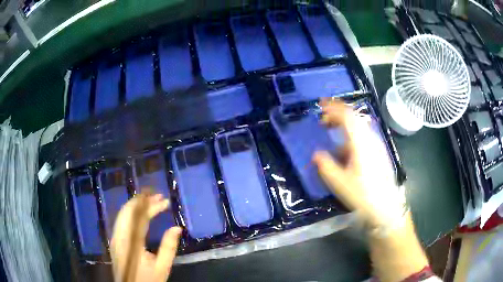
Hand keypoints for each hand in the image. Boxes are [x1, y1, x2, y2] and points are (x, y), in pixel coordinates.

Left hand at [111, 192, 181, 281]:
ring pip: (123, 213)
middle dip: (142, 201)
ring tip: (150, 201)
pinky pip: (121, 220)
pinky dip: (131, 212)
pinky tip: (139, 212)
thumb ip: (169, 247)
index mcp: (132, 243)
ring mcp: (115, 237)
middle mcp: (119, 236)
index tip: (164, 200)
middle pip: (128, 211)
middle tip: (157, 196)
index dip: (152, 206)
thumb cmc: (148, 280)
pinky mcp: (115, 240)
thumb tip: (177, 227)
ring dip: (136, 205)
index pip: (140, 217)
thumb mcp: (162, 267)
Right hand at [313, 100, 428, 281]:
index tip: (320, 106)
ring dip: (344, 125)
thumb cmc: (364, 196)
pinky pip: (363, 138)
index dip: (333, 108)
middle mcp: (371, 140)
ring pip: (359, 127)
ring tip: (331, 130)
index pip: (347, 116)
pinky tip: (344, 150)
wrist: (387, 209)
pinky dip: (350, 136)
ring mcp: (377, 147)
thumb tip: (316, 154)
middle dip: (338, 114)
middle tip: (323, 118)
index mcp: (361, 143)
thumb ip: (326, 166)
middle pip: (354, 118)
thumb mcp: (340, 183)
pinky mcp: (379, 155)